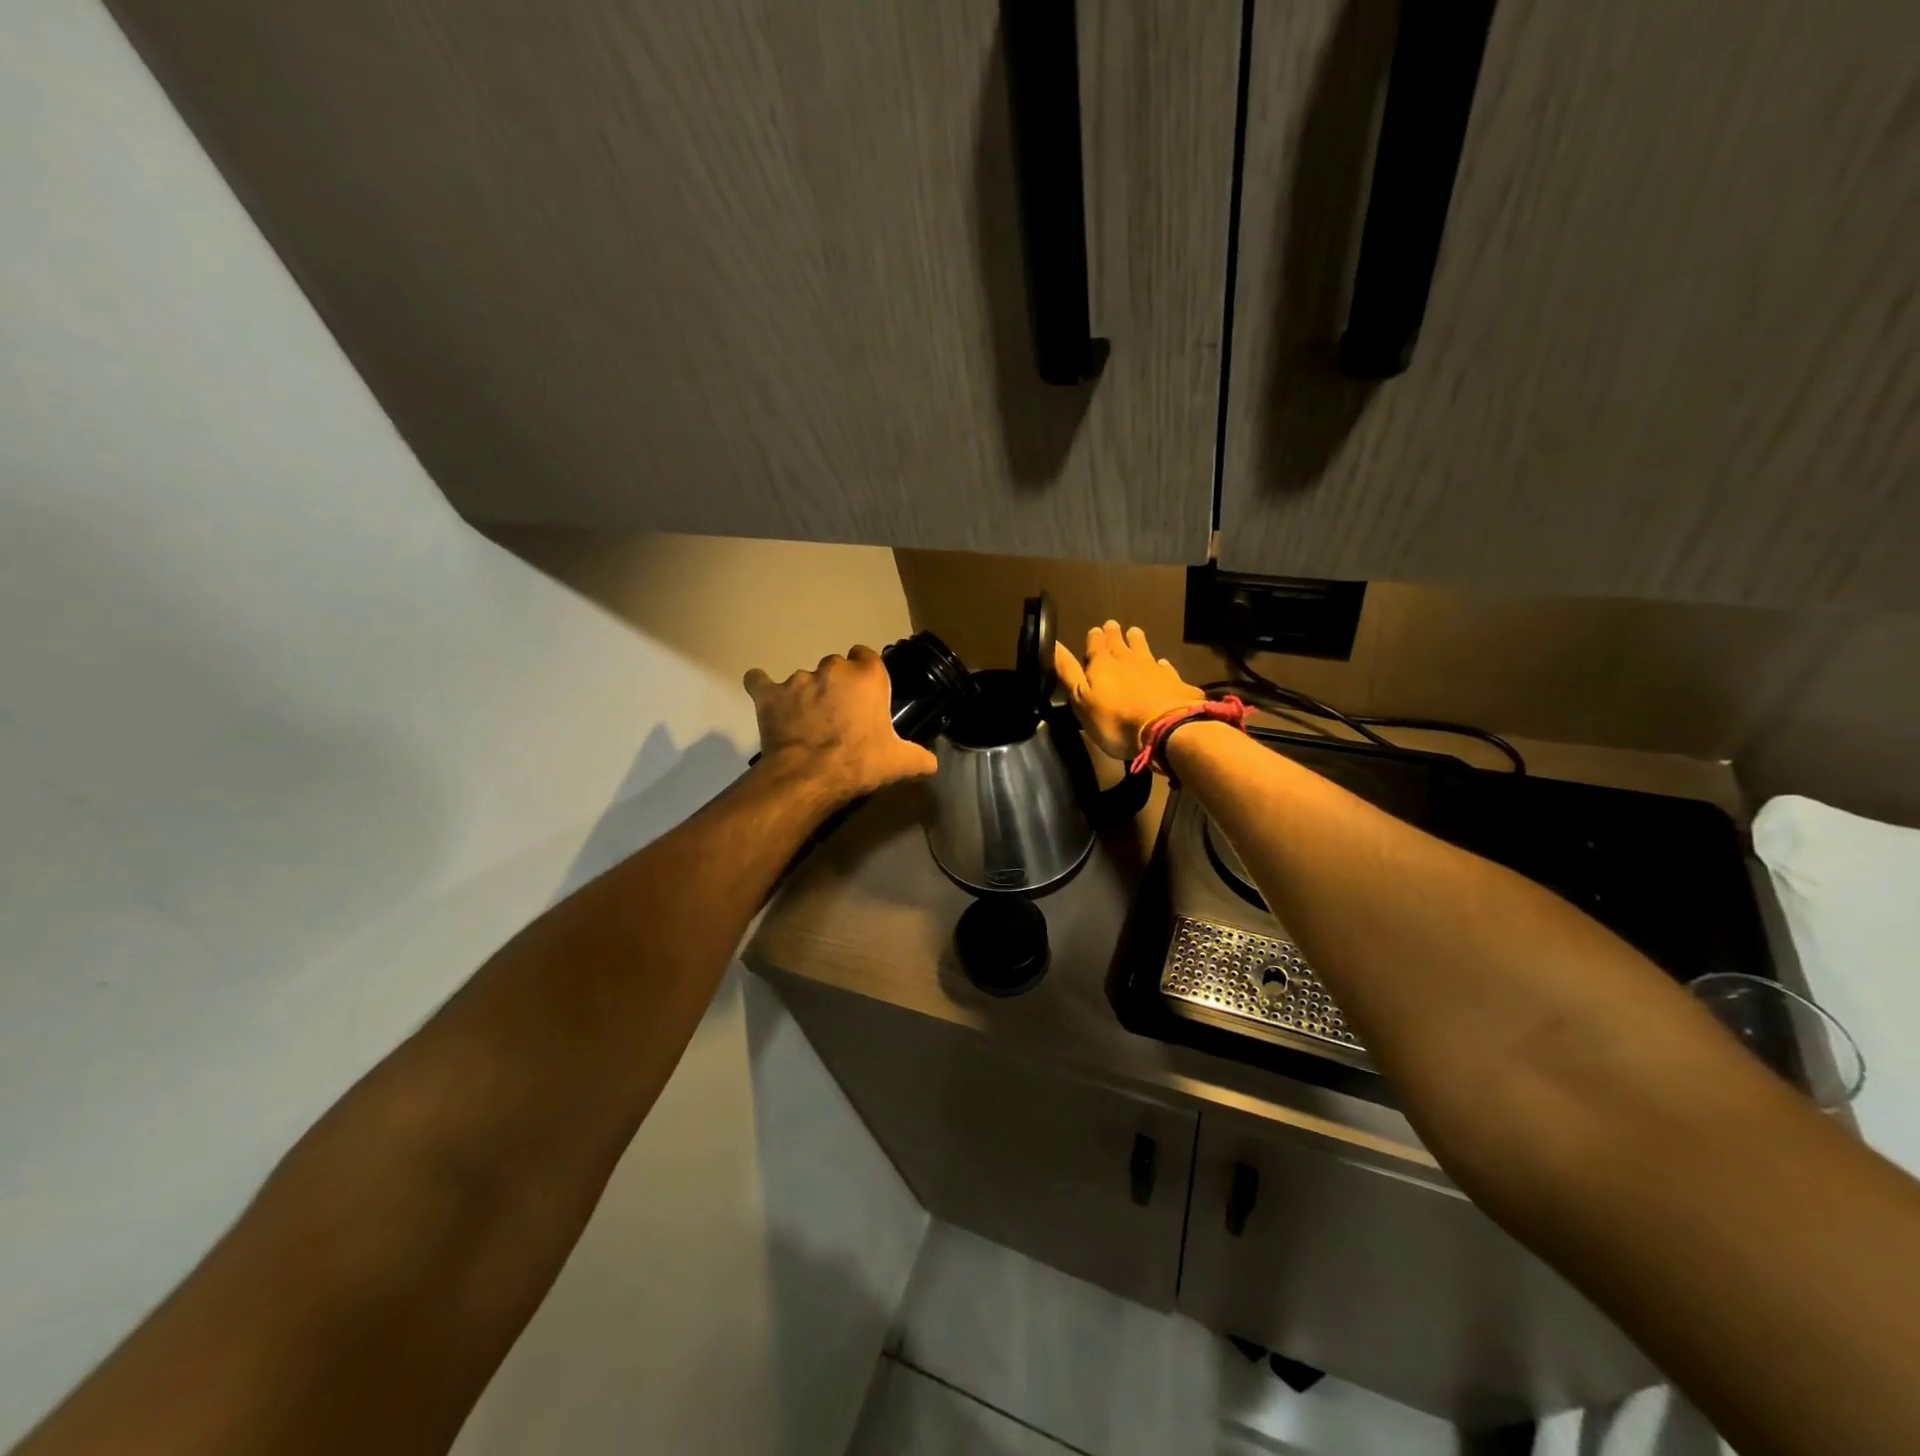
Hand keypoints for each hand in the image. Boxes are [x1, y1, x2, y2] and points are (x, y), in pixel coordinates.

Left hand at [744, 646, 938, 800]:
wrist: (810, 776)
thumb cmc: (860, 763)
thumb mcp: (899, 763)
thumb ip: (920, 757)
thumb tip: (932, 764)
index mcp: (867, 677)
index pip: (867, 657)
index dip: (865, 674)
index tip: (864, 694)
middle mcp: (833, 669)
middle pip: (835, 667)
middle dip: (836, 685)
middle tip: (838, 714)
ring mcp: (798, 679)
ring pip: (803, 678)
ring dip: (806, 693)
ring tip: (806, 721)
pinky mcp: (769, 694)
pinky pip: (760, 682)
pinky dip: (763, 688)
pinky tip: (766, 698)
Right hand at [1054, 622, 1203, 761]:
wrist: (1165, 729)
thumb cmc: (1115, 719)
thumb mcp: (1081, 699)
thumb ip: (1068, 672)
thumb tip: (1054, 643)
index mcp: (1102, 664)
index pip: (1095, 644)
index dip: (1094, 637)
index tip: (1094, 629)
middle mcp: (1129, 660)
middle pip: (1120, 643)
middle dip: (1114, 634)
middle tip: (1112, 625)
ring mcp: (1155, 670)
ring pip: (1144, 649)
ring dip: (1138, 641)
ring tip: (1135, 632)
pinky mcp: (1176, 683)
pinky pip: (1167, 669)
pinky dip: (1163, 665)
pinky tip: (1163, 664)